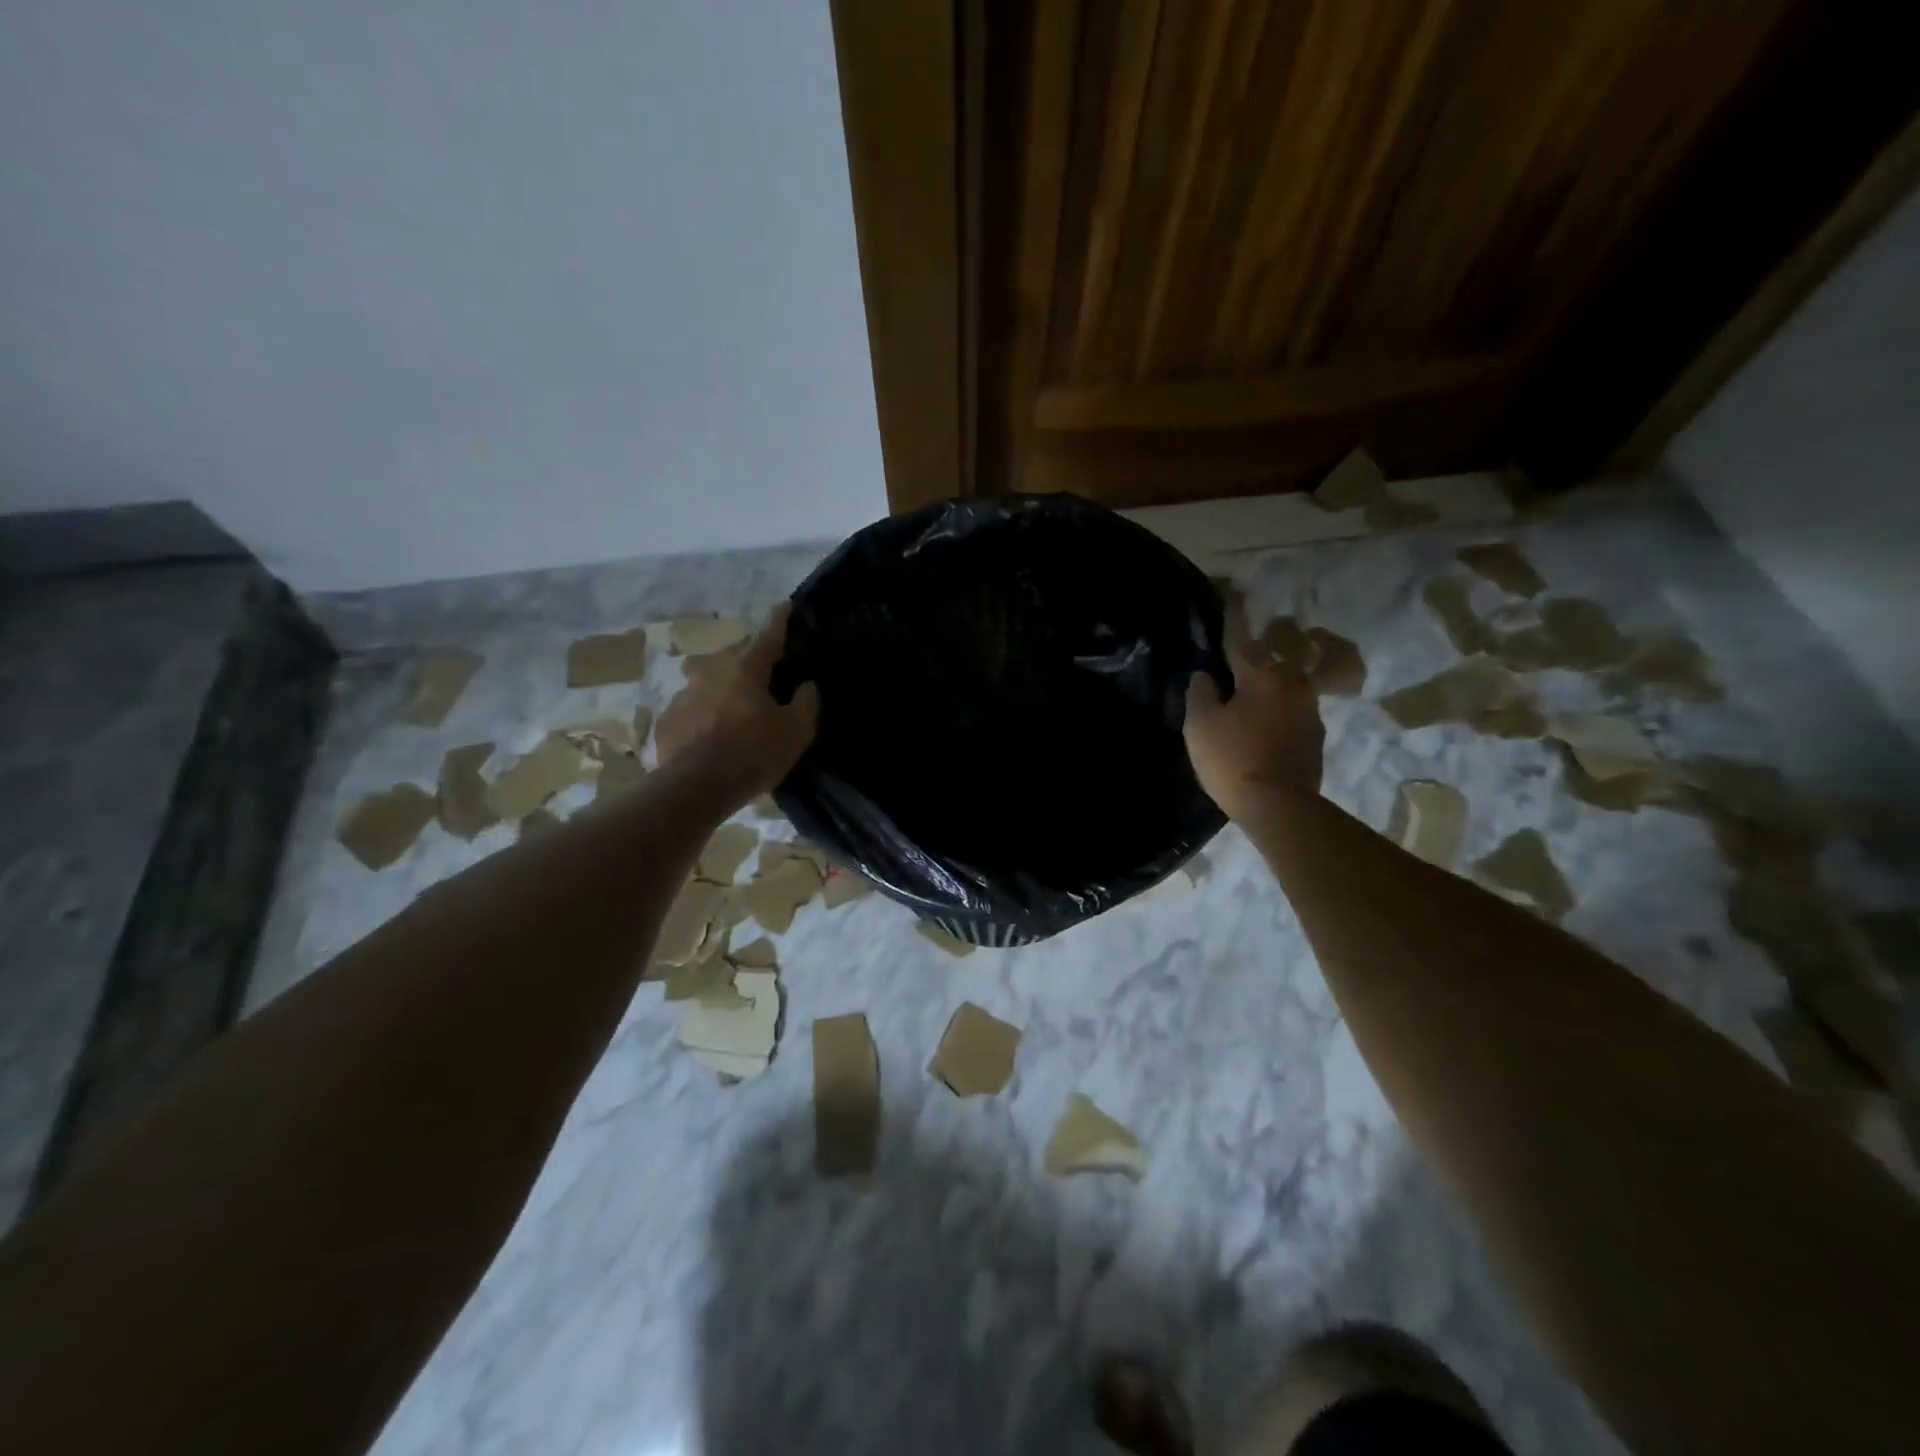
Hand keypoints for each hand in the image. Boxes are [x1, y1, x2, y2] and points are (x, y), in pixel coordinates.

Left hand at [656, 602, 818, 808]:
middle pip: (735, 653)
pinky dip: (704, 711)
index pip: (768, 634)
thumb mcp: (796, 732)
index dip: (780, 619)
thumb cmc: (753, 754)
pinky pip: (692, 706)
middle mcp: (711, 670)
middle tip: (766, 668)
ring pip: (708, 677)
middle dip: (751, 655)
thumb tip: (806, 685)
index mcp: (746, 667)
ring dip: (724, 683)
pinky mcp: (668, 719)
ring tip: (735, 702)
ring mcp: (684, 693)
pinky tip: (711, 731)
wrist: (696, 788)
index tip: (786, 605)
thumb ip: (806, 703)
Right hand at [1184, 605, 1324, 819]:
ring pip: (1296, 678)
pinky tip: (1274, 717)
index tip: (1233, 592)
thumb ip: (1200, 694)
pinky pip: (1299, 707)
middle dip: (1274, 637)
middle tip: (1264, 633)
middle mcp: (1290, 684)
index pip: (1241, 638)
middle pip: (1284, 650)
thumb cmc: (1232, 759)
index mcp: (1260, 676)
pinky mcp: (1316, 736)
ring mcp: (1309, 710)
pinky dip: (1286, 704)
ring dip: (1283, 672)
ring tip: (1269, 679)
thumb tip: (1204, 676)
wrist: (1279, 805)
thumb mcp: (1200, 726)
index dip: (1233, 615)